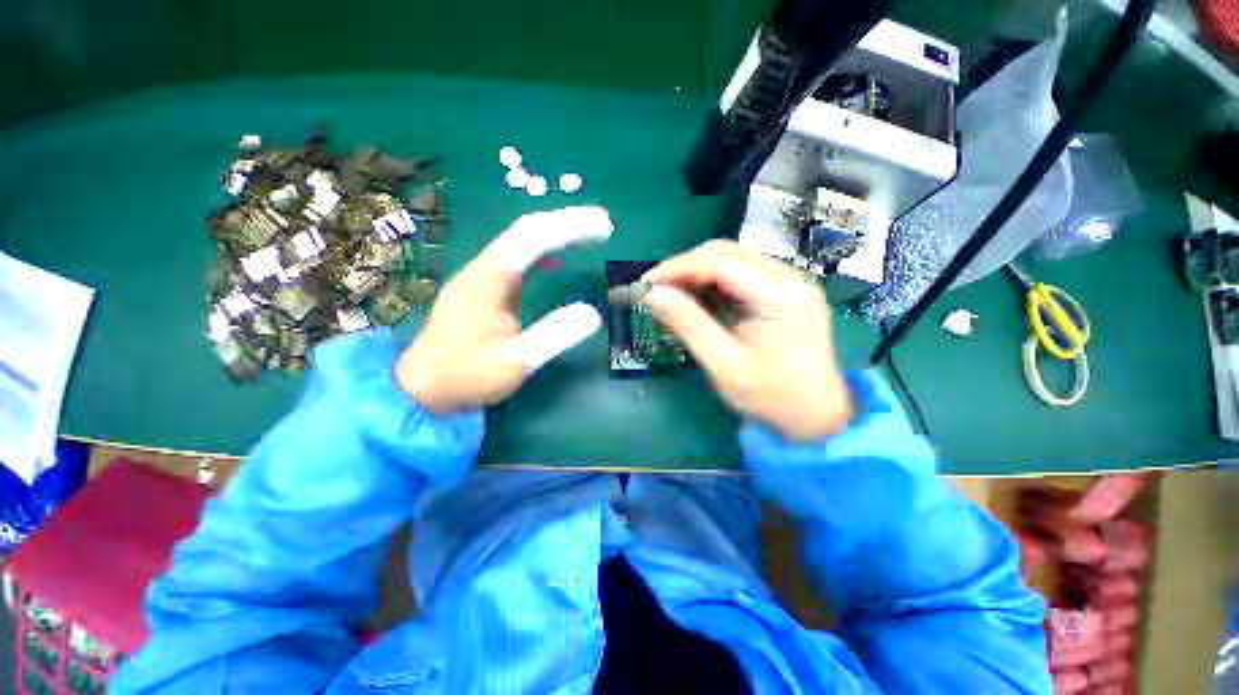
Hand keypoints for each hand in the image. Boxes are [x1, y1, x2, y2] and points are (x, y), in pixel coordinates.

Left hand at [397, 206, 612, 413]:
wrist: (423, 389)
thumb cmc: (467, 376)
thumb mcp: (515, 361)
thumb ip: (554, 336)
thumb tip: (594, 313)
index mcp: (488, 279)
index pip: (533, 238)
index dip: (571, 227)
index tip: (604, 227)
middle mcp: (484, 268)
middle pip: (527, 231)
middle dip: (567, 222)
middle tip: (603, 223)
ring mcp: (483, 278)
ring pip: (522, 242)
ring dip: (556, 234)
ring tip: (589, 234)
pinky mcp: (486, 290)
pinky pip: (518, 260)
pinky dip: (543, 254)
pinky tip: (558, 258)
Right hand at [642, 240, 853, 441]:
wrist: (816, 417)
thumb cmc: (771, 397)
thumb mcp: (724, 364)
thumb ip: (688, 325)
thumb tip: (652, 295)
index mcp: (781, 297)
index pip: (721, 263)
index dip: (679, 268)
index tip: (646, 283)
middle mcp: (790, 279)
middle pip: (727, 253)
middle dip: (685, 267)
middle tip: (656, 289)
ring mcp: (789, 283)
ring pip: (732, 259)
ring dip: (697, 272)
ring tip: (670, 292)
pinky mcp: (783, 292)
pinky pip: (741, 274)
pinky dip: (712, 282)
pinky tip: (695, 297)